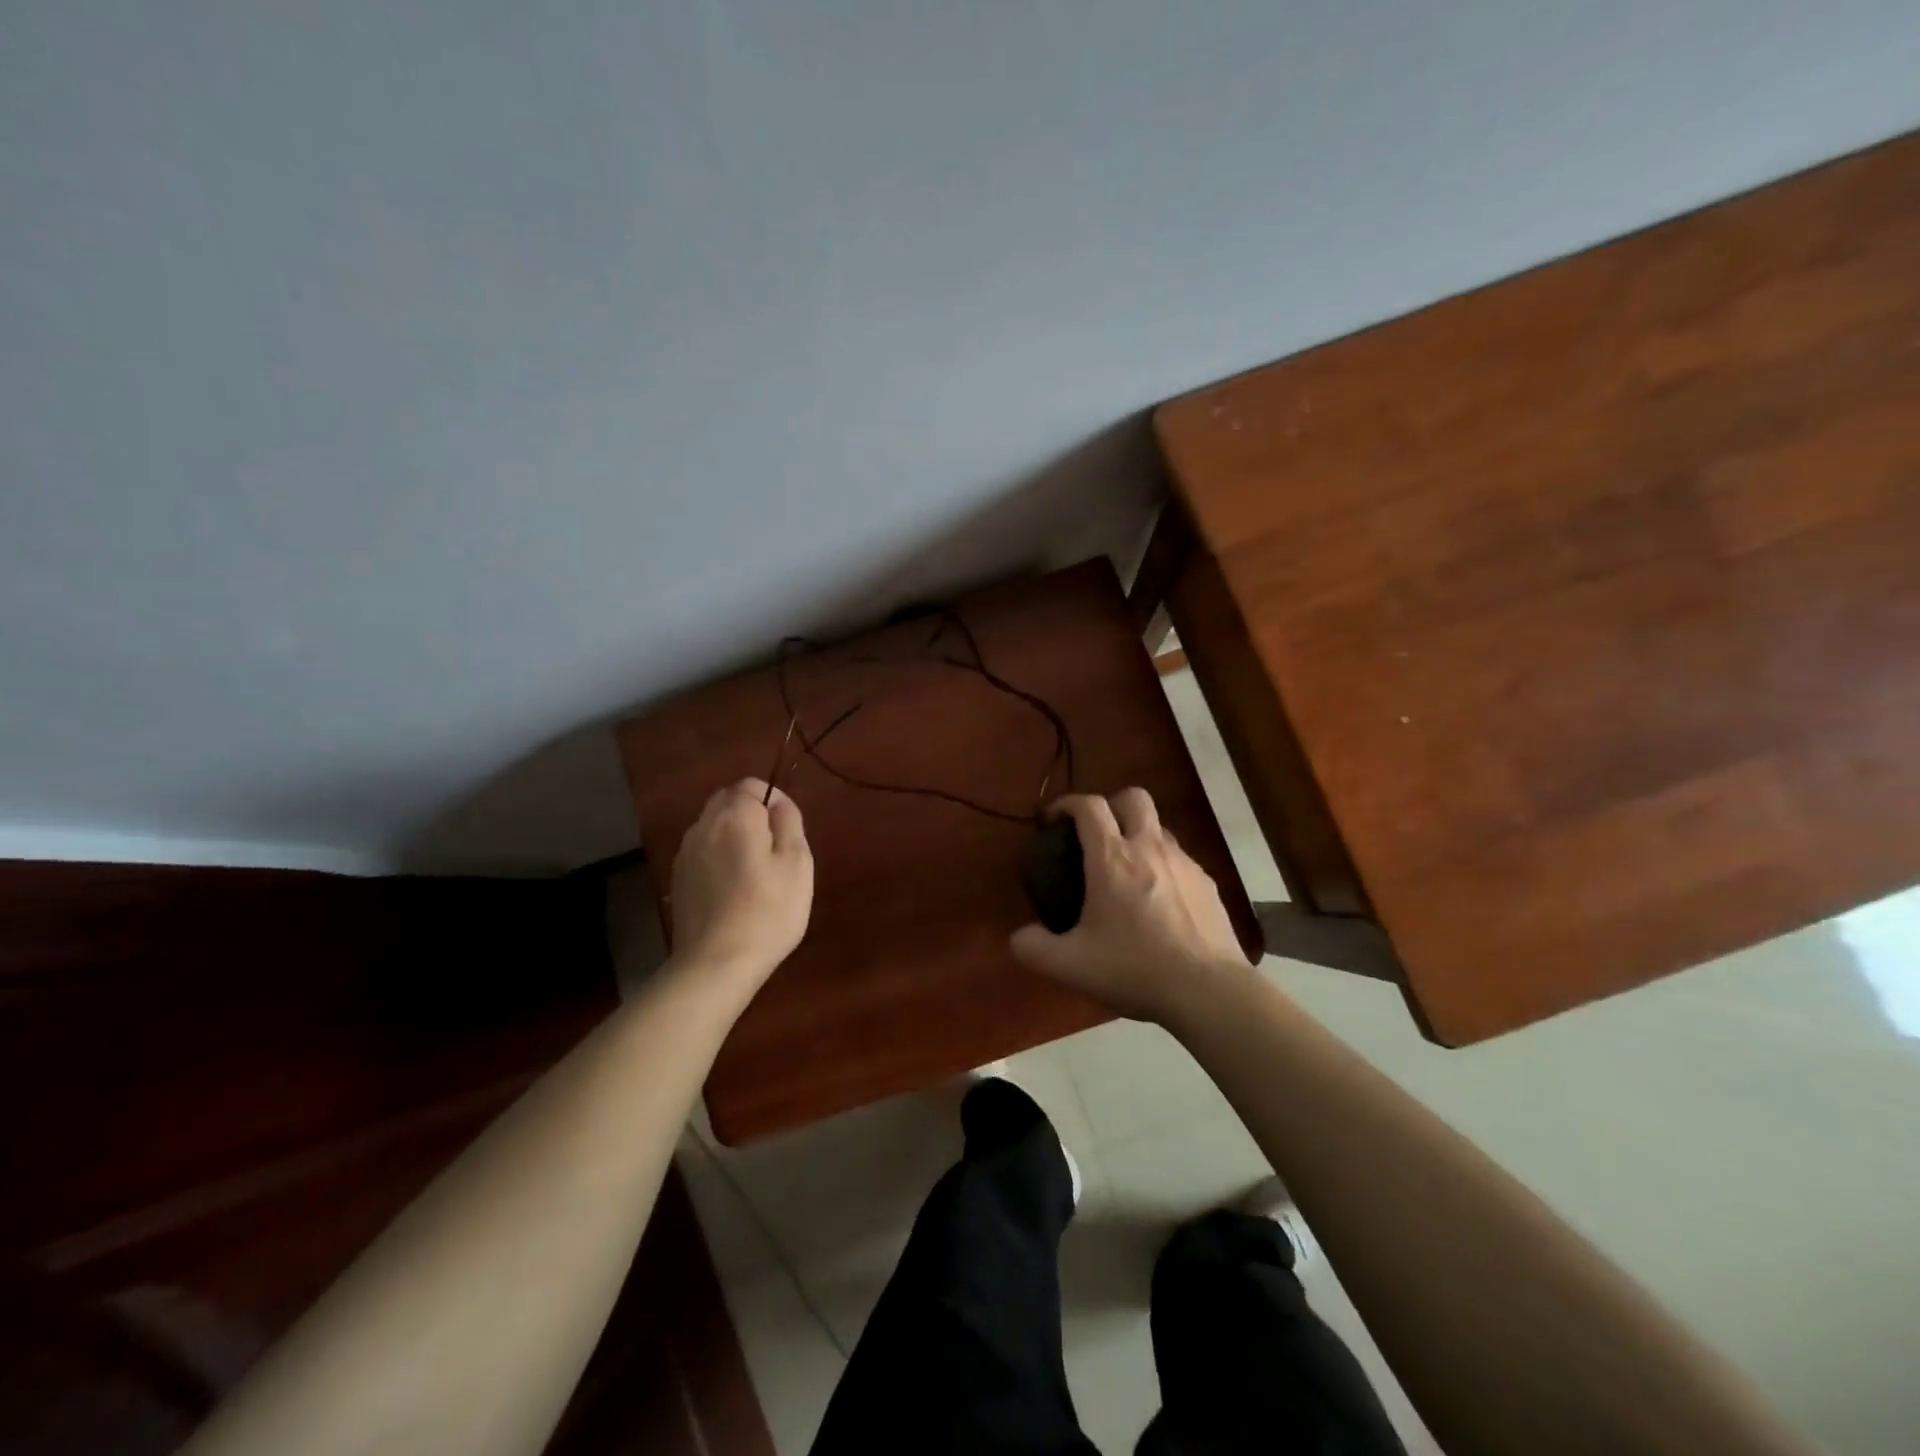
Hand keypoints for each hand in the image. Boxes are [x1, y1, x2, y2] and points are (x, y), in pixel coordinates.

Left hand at [667, 778, 812, 986]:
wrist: (716, 963)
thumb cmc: (768, 911)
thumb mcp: (797, 863)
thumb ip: (789, 822)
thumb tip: (778, 802)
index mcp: (735, 816)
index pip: (751, 785)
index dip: (773, 799)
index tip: (788, 829)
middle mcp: (704, 826)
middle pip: (727, 800)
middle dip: (751, 813)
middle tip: (774, 849)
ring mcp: (686, 853)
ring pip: (712, 826)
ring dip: (733, 835)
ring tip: (754, 870)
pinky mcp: (678, 878)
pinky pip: (702, 851)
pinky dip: (718, 856)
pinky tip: (732, 887)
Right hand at [1010, 788, 1251, 1022]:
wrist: (1209, 991)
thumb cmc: (1135, 968)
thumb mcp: (1070, 966)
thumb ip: (1034, 948)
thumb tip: (1020, 937)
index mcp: (1112, 858)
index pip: (1089, 806)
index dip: (1067, 803)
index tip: (1053, 820)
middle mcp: (1150, 848)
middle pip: (1133, 798)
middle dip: (1110, 805)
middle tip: (1095, 835)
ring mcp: (1184, 863)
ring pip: (1159, 827)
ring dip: (1138, 835)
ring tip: (1126, 871)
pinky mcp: (1208, 884)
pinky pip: (1179, 859)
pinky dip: (1162, 866)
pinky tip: (1158, 902)